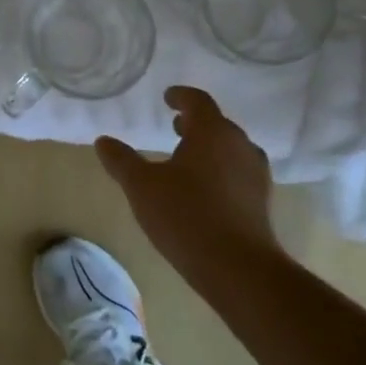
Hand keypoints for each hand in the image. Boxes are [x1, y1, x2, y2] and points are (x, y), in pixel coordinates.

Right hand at [95, 86, 277, 284]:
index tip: (168, 97)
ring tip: (187, 160)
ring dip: (209, 148)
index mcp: (212, 132)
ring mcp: (256, 173)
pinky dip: (221, 171)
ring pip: (230, 149)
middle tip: (174, 128)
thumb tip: (103, 141)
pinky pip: (238, 173)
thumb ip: (121, 161)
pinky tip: (205, 191)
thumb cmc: (186, 216)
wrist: (238, 268)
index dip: (180, 96)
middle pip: (217, 124)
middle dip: (195, 124)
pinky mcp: (262, 201)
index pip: (197, 101)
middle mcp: (239, 145)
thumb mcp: (142, 187)